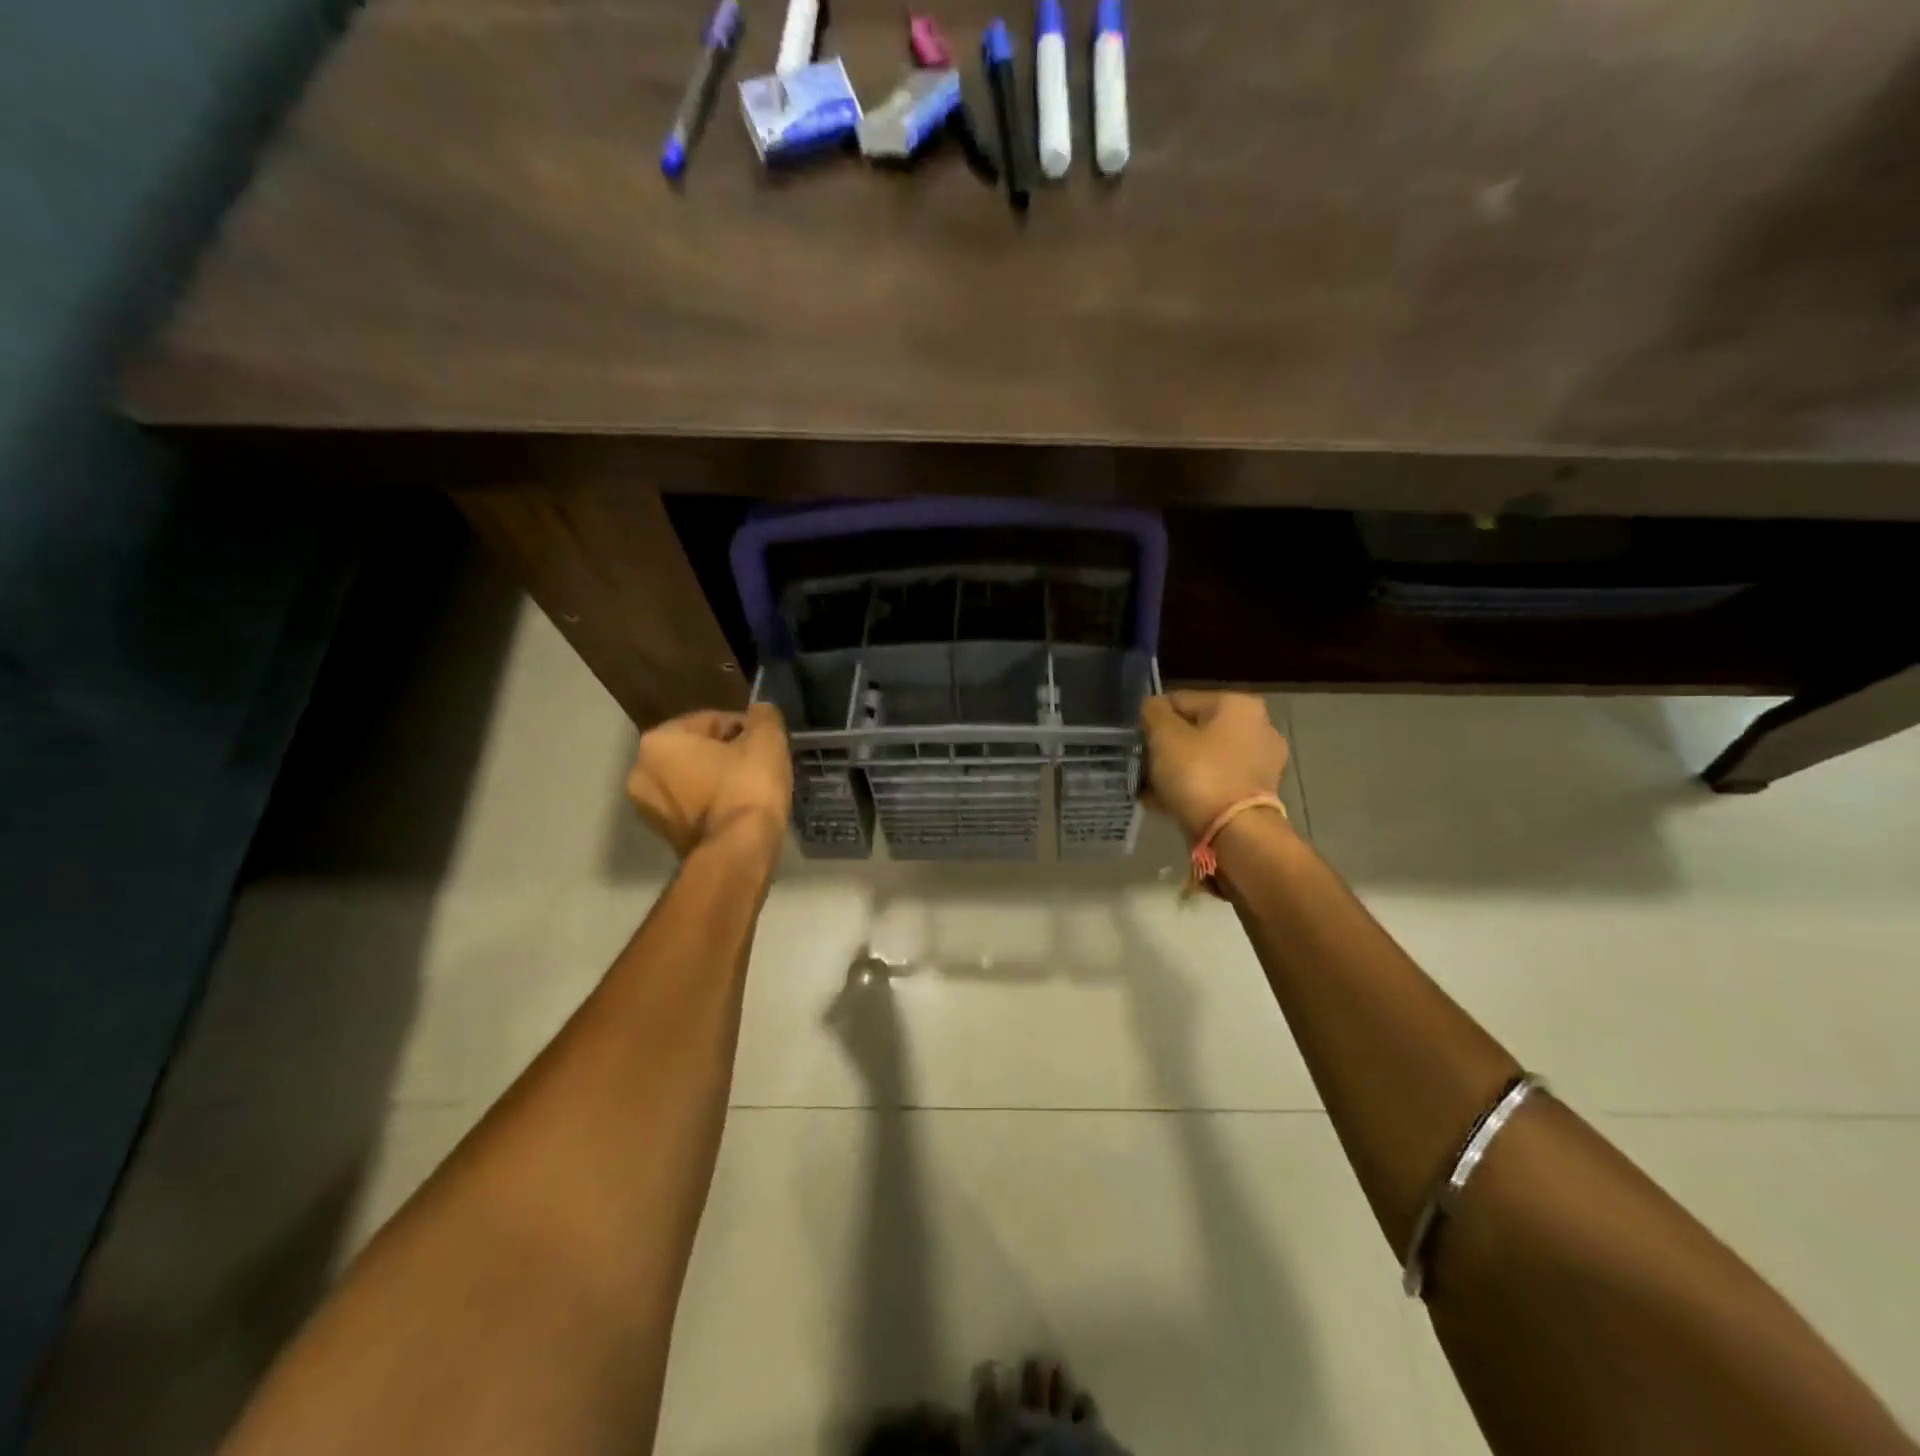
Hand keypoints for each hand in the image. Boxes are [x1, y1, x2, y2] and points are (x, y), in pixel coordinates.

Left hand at [625, 704, 792, 857]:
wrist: (738, 852)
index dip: (744, 728)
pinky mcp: (663, 836)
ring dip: (717, 779)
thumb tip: (759, 712)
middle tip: (758, 766)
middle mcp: (641, 770)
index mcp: (659, 740)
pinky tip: (737, 810)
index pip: (711, 720)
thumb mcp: (766, 739)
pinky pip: (692, 806)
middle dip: (725, 754)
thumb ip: (763, 716)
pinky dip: (712, 804)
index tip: (765, 744)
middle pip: (696, 750)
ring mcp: (647, 808)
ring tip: (750, 790)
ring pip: (692, 779)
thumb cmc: (747, 787)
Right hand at [1139, 691, 1289, 842]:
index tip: (1137, 742)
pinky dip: (1194, 788)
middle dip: (1168, 748)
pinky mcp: (1258, 794)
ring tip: (1151, 789)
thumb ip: (1154, 713)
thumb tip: (1152, 706)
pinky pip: (1216, 782)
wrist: (1236, 834)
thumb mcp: (1165, 737)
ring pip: (1206, 758)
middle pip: (1196, 730)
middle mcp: (1259, 727)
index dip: (1153, 720)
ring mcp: (1262, 763)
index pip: (1181, 700)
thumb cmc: (1199, 774)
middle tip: (1143, 766)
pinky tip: (1168, 803)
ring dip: (1179, 770)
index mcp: (1239, 704)